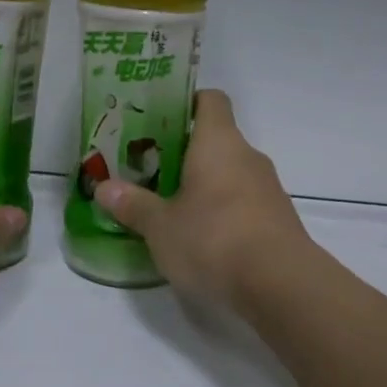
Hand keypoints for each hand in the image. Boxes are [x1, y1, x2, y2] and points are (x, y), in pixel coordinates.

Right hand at [91, 89, 310, 306]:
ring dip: (203, 184)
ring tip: (170, 206)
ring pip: (230, 173)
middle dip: (184, 152)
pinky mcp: (278, 220)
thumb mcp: (160, 226)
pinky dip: (222, 211)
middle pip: (216, 139)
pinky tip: (200, 238)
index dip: (186, 102)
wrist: (281, 286)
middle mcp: (248, 157)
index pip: (210, 100)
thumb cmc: (213, 239)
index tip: (159, 119)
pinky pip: (243, 203)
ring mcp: (268, 189)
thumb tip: (104, 188)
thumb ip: (133, 205)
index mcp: (218, 143)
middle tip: (149, 169)